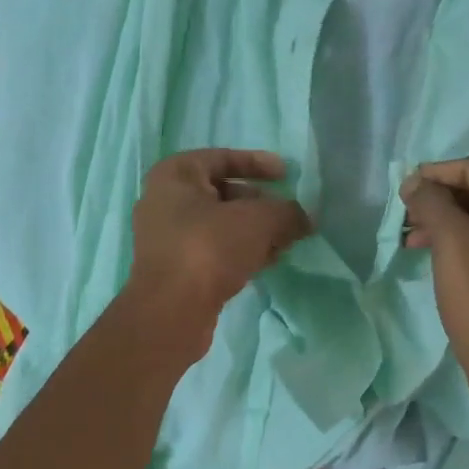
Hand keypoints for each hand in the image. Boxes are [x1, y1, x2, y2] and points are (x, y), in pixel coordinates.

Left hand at [123, 149, 312, 357]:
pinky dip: (241, 252)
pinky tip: (268, 262)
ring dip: (254, 231)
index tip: (287, 174)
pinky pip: (214, 250)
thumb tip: (304, 218)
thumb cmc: (209, 247)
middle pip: (222, 193)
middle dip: (260, 203)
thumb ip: (287, 212)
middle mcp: (164, 201)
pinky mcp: (176, 269)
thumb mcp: (259, 220)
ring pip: (220, 225)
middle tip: (289, 215)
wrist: (171, 311)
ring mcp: (167, 238)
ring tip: (285, 242)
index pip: (221, 157)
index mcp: (174, 175)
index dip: (257, 163)